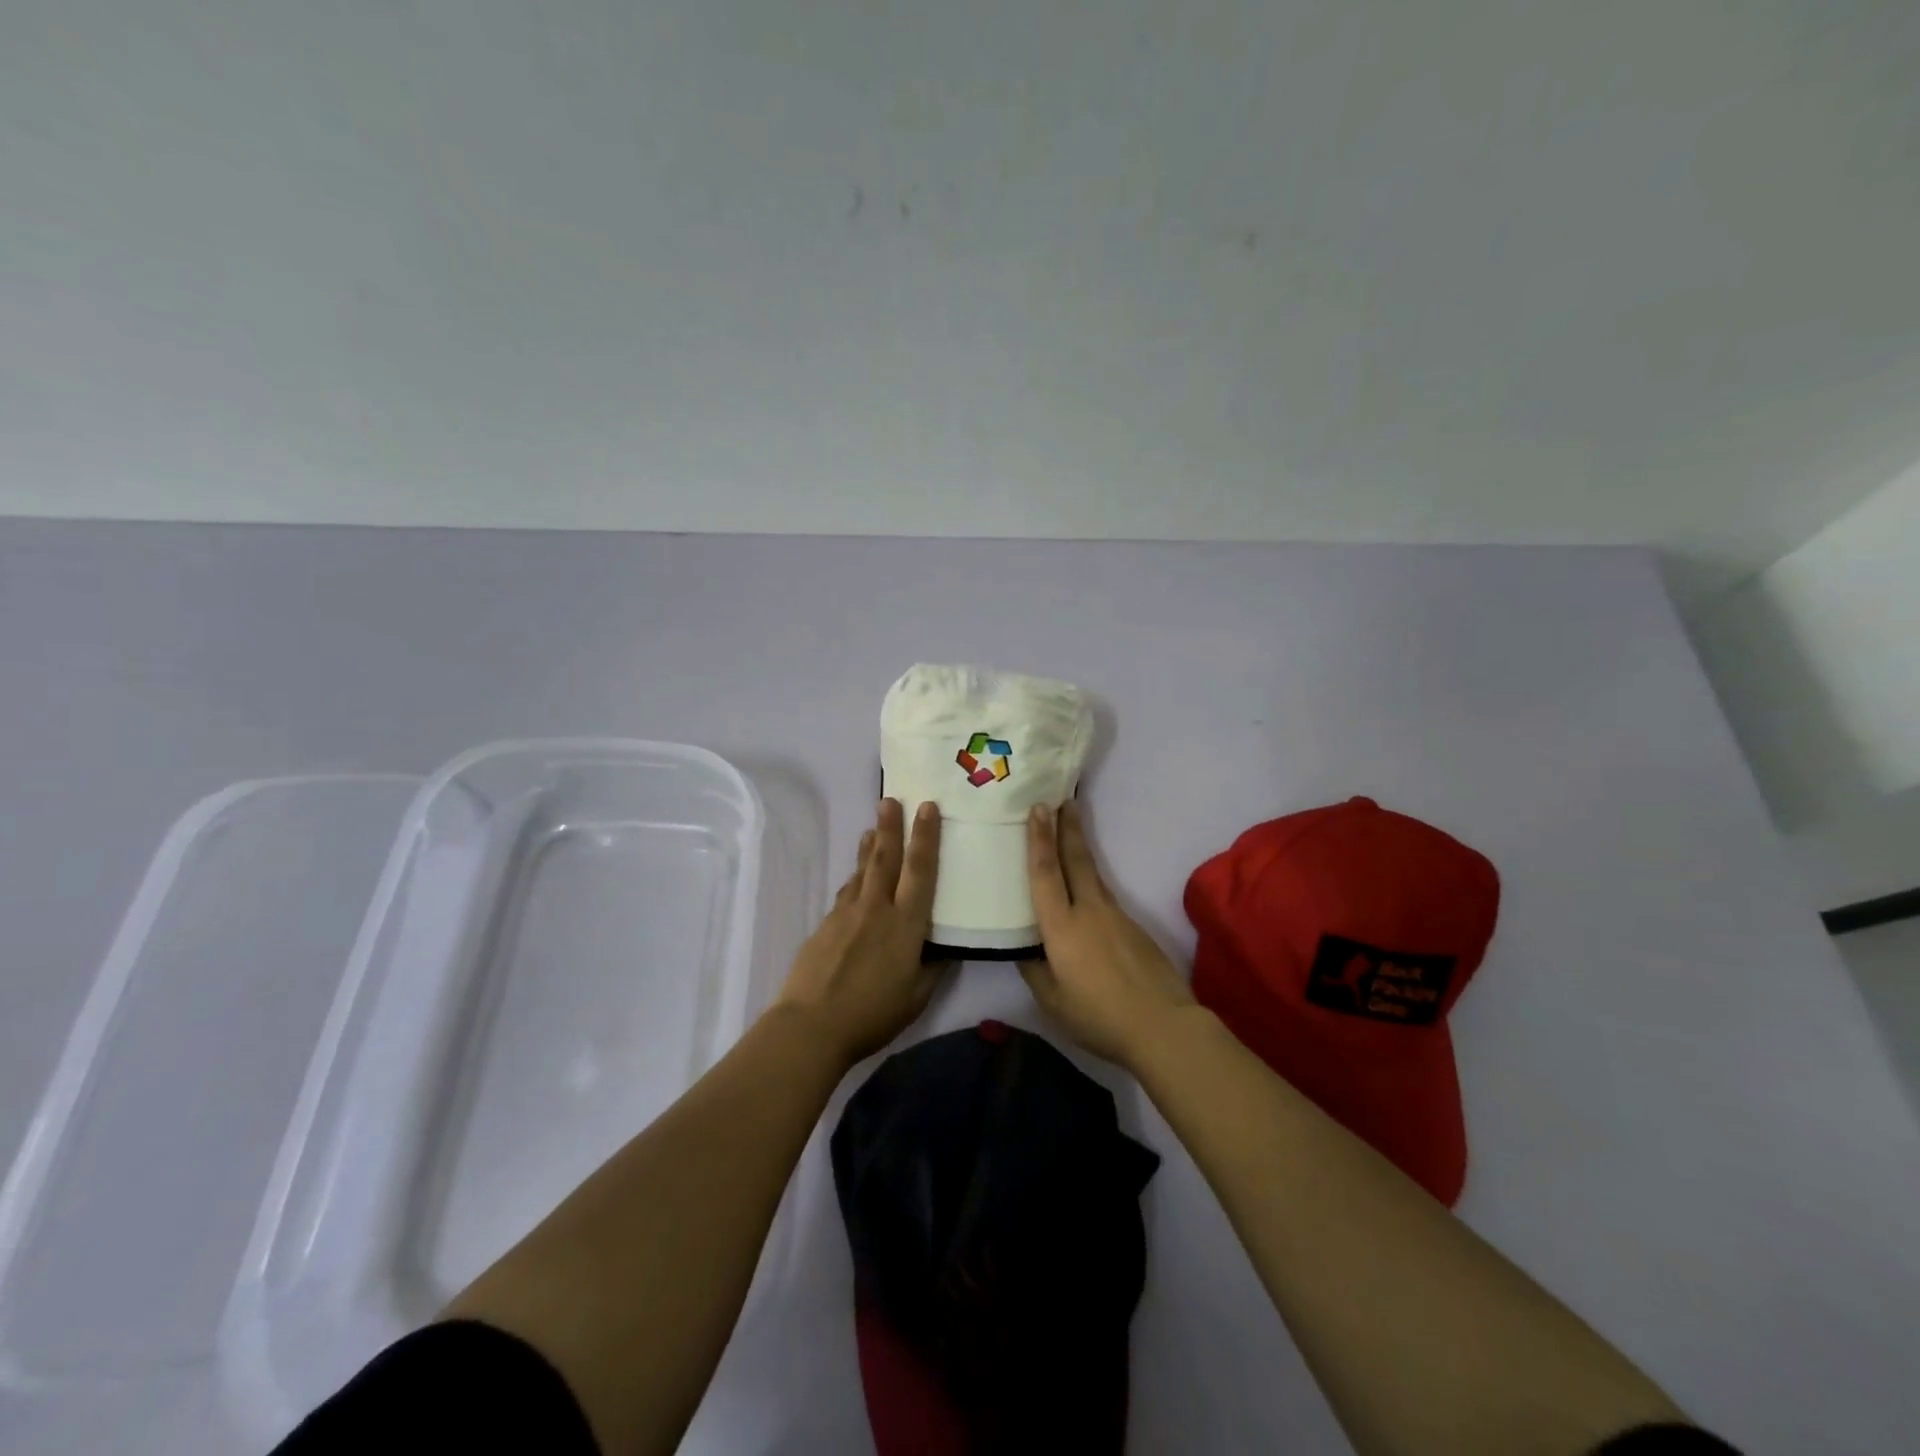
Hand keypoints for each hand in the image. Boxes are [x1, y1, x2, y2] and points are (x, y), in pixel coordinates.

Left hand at [775, 798, 945, 1066]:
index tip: (927, 807)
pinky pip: (846, 891)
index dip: (926, 837)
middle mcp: (877, 908)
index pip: (920, 870)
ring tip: (874, 827)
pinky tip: (856, 877)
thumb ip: (933, 967)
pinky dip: (855, 877)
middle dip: (891, 826)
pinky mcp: (825, 925)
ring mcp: (847, 913)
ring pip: (862, 870)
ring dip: (870, 846)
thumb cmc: (872, 1014)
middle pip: (886, 858)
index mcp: (905, 924)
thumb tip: (946, 947)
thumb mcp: (917, 997)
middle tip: (891, 798)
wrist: (811, 1025)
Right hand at [1019, 801, 1196, 1071]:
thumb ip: (1035, 970)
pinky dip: (1092, 884)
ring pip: (1093, 876)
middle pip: (1076, 859)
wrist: (1164, 1026)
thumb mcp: (1053, 1001)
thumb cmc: (1099, 1017)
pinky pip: (1106, 898)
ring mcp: (1117, 917)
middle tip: (1062, 799)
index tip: (1038, 808)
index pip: (1046, 873)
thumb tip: (1026, 948)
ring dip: (1079, 849)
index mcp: (1062, 927)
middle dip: (1067, 828)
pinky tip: (1087, 898)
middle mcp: (1089, 911)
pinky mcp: (1135, 929)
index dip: (1039, 840)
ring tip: (1071, 832)